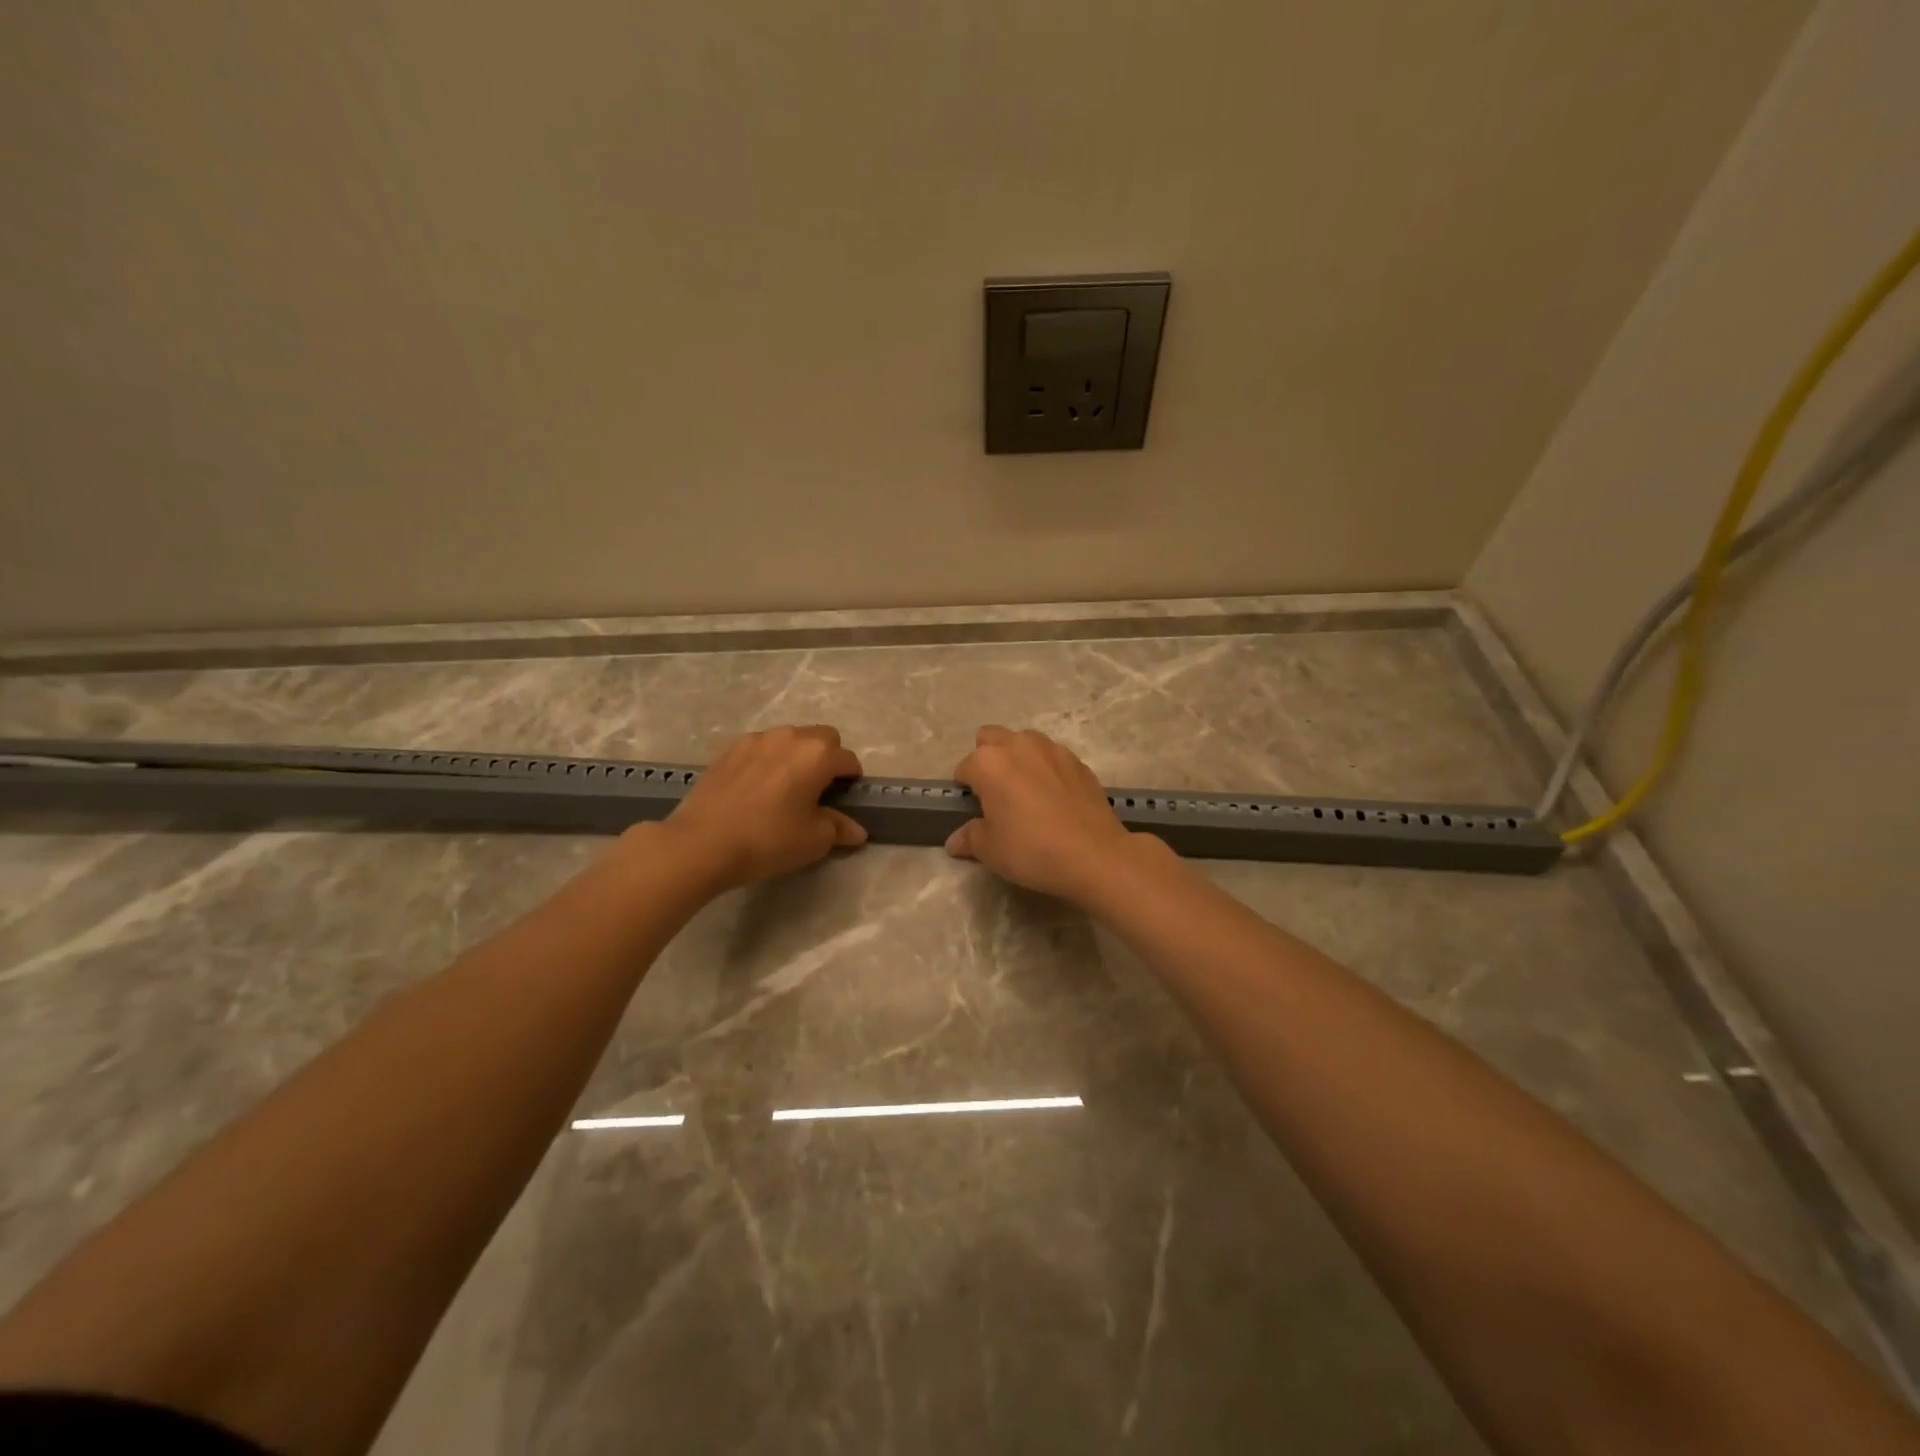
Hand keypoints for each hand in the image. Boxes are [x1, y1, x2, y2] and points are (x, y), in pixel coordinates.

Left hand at [659, 725, 867, 892]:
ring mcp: (756, 739)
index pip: (848, 760)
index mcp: (818, 754)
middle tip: (818, 790)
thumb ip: (839, 829)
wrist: (701, 843)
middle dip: (827, 758)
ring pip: (789, 739)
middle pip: (822, 738)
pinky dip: (767, 760)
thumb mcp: (813, 840)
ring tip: (785, 788)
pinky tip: (756, 788)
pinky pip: (760, 748)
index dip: (851, 780)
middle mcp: (790, 737)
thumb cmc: (768, 840)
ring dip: (796, 756)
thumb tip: (856, 830)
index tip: (845, 799)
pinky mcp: (728, 749)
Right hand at [946, 726, 1147, 904]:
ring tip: (1026, 790)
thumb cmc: (1031, 850)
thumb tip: (955, 840)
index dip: (965, 790)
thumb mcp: (990, 850)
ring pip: (1024, 741)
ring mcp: (1052, 749)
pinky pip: (1052, 756)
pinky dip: (1046, 769)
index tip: (974, 810)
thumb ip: (969, 837)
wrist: (1093, 855)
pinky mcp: (1078, 761)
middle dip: (987, 758)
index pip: (964, 768)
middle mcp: (1018, 745)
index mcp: (988, 762)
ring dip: (1018, 757)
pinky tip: (1054, 797)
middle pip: (991, 738)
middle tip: (996, 792)